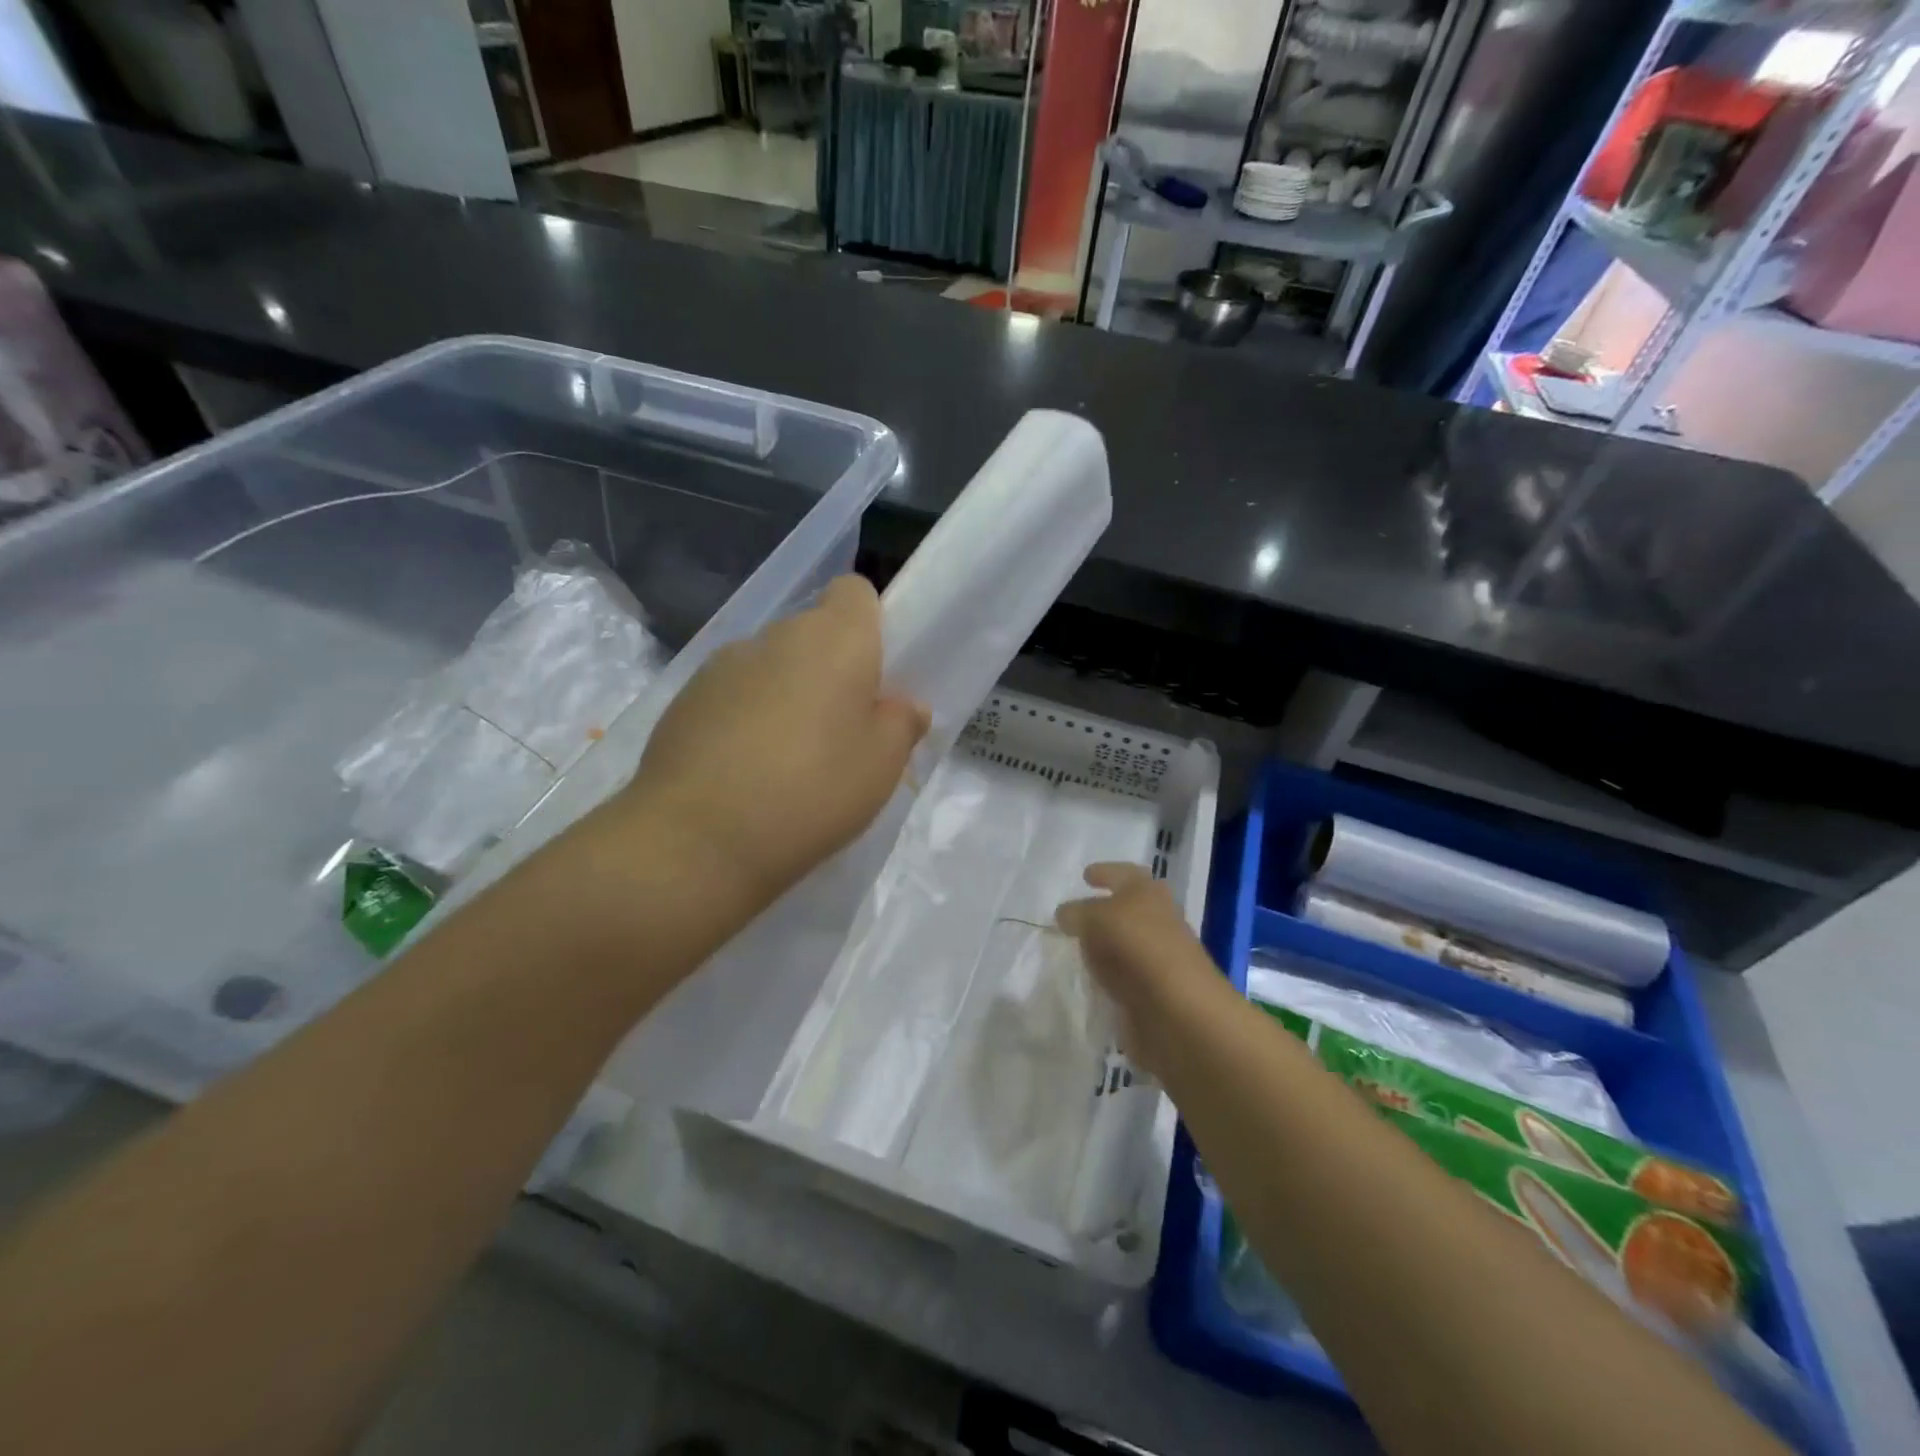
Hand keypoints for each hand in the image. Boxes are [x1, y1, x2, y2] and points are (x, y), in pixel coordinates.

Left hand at [613, 575, 928, 911]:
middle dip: (829, 670)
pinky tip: (743, 773)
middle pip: (812, 634)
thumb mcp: (882, 766)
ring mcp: (721, 665)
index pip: (855, 592)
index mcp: (833, 638)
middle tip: (840, 732)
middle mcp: (775, 636)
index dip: (869, 625)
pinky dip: (744, 719)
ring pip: (770, 666)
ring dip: (785, 695)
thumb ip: (901, 723)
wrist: (697, 838)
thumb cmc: (812, 791)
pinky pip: (731, 696)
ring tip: (786, 760)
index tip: (874, 676)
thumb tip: (902, 705)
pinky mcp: (683, 699)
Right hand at [1056, 863, 1226, 1074]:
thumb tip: (1065, 914)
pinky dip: (1107, 975)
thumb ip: (1077, 913)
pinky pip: (1121, 975)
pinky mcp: (1151, 991)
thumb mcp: (1097, 918)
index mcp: (1147, 892)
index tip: (1085, 876)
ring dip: (1102, 945)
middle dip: (1102, 910)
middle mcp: (1156, 920)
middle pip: (1126, 909)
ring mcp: (1155, 958)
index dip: (1105, 872)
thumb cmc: (1139, 946)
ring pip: (1123, 943)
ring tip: (1076, 947)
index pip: (1123, 874)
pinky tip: (1089, 978)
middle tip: (1075, 915)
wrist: (1179, 1010)